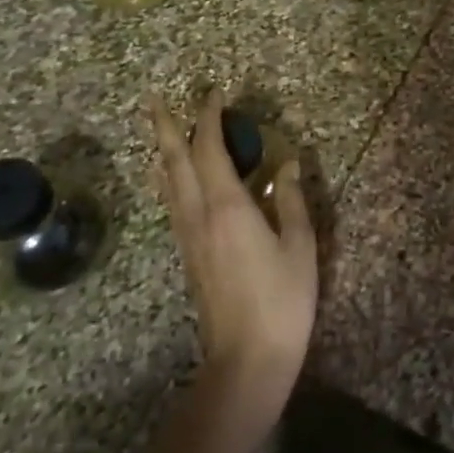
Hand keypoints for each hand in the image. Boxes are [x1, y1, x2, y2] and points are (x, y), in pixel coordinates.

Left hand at [150, 91, 317, 413]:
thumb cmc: (282, 300)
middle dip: (164, 127)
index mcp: (227, 207)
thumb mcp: (299, 245)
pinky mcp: (187, 255)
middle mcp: (198, 215)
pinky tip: (173, 179)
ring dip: (162, 151)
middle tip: (154, 100)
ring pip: (167, 183)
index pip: (210, 150)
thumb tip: (286, 163)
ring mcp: (188, 237)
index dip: (209, 118)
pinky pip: (172, 203)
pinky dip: (169, 178)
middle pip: (173, 162)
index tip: (214, 93)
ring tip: (158, 131)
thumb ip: (290, 200)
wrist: (246, 359)